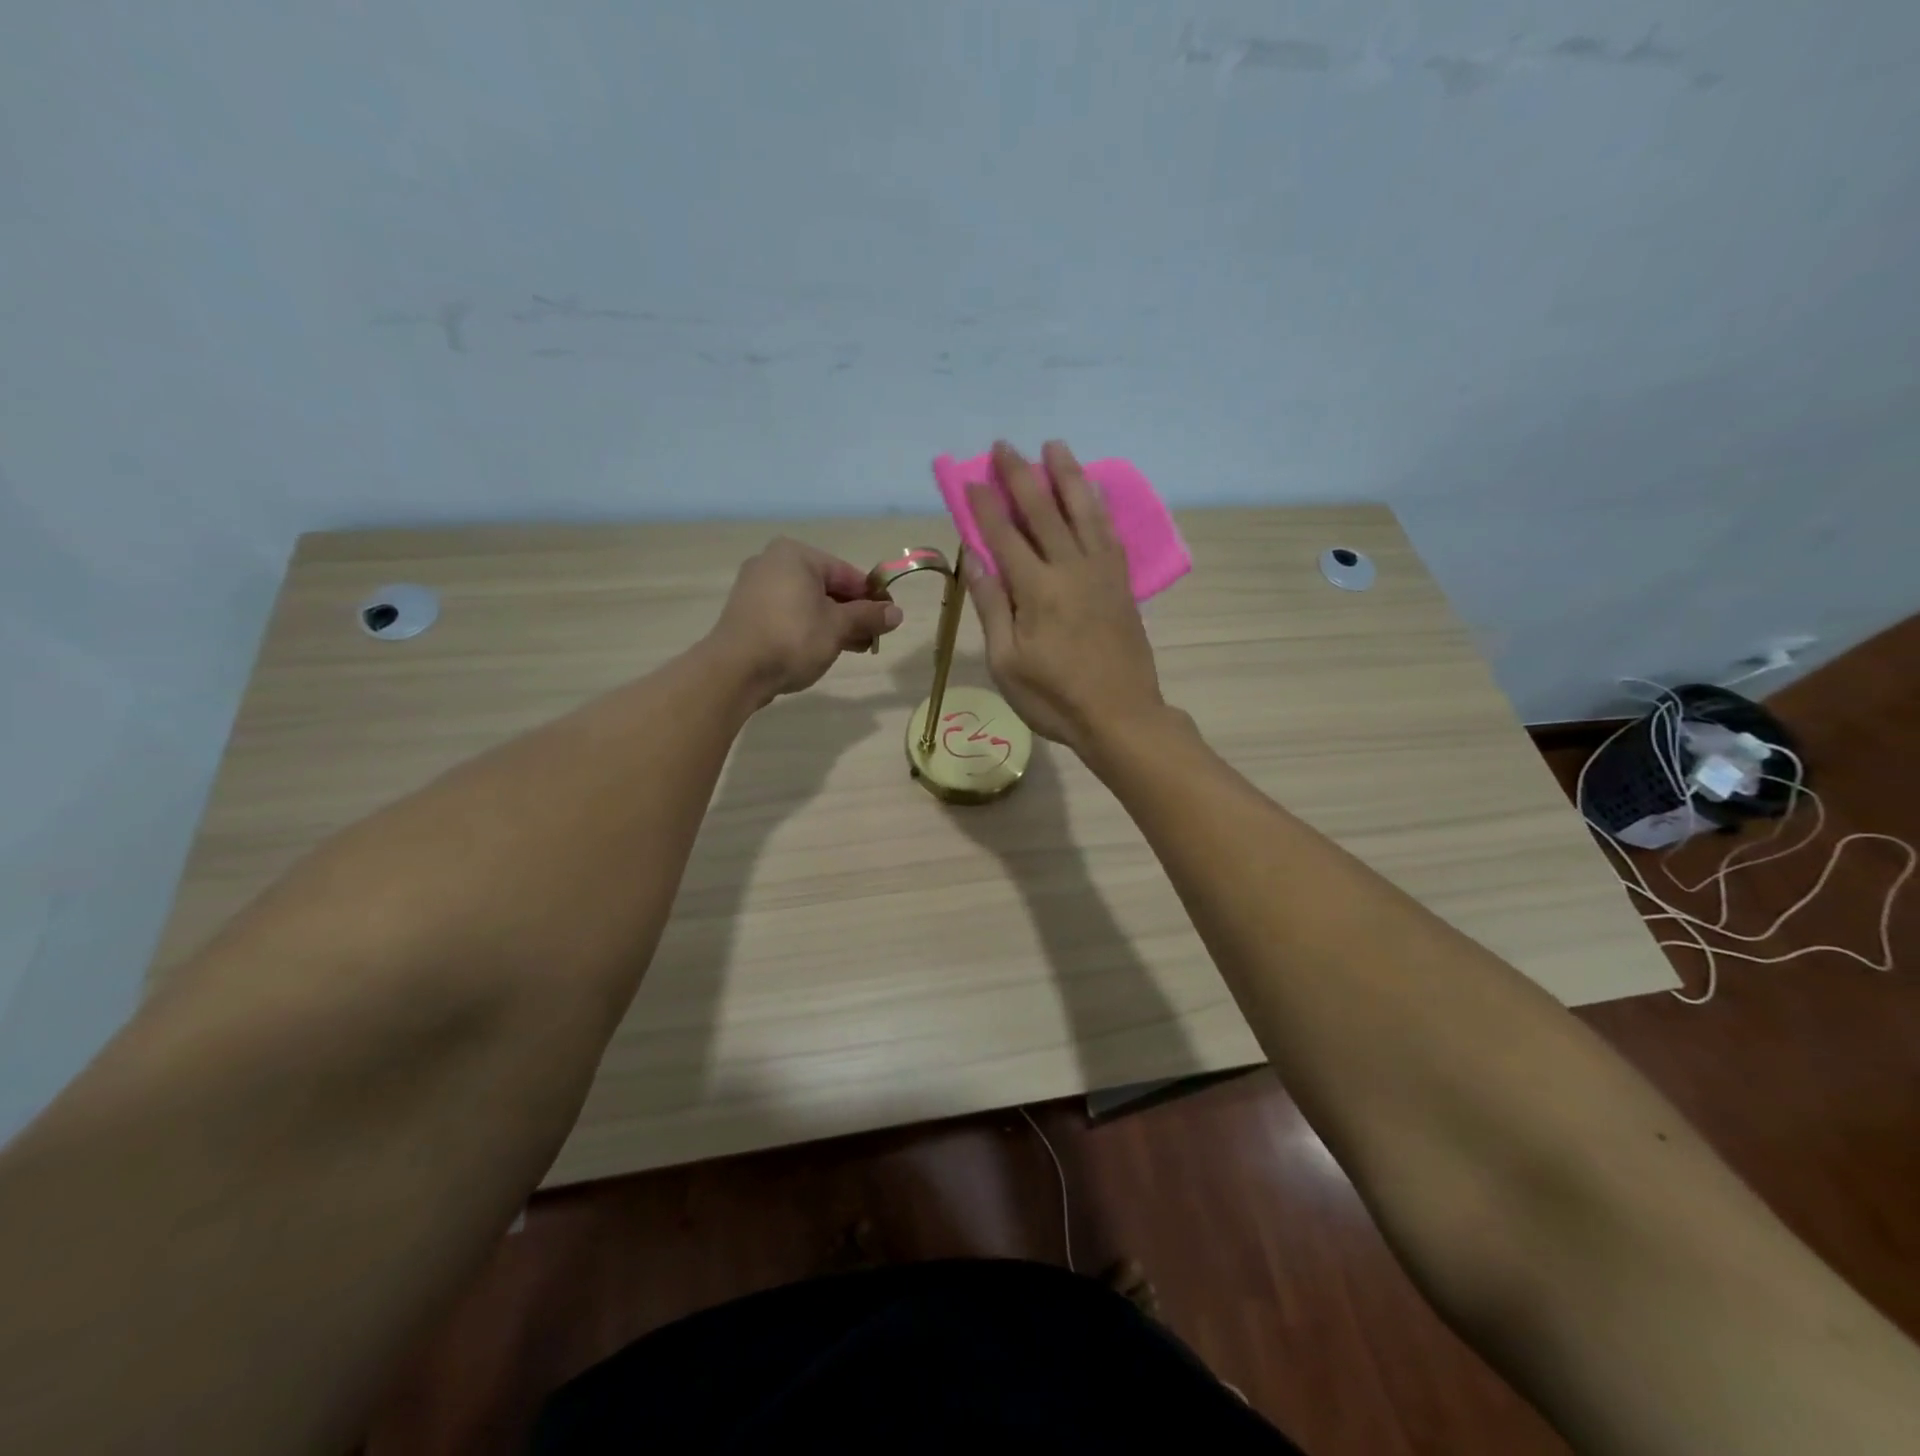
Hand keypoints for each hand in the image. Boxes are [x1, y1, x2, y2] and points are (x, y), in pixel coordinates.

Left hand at [709, 538, 902, 702]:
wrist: (736, 670)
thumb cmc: (793, 638)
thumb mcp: (838, 626)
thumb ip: (868, 616)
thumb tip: (897, 613)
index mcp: (796, 555)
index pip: (847, 573)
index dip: (872, 597)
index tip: (889, 619)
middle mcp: (773, 563)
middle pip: (826, 587)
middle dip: (853, 613)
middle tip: (874, 637)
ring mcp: (756, 588)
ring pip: (808, 603)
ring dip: (834, 624)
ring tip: (855, 648)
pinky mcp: (747, 613)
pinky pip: (789, 614)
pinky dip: (809, 628)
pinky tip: (825, 649)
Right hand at [964, 441, 1164, 754]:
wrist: (1120, 716)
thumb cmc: (1054, 698)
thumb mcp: (1007, 662)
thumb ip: (992, 607)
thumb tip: (975, 559)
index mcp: (1036, 591)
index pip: (1004, 536)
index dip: (985, 506)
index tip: (971, 478)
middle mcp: (1070, 569)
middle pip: (1043, 512)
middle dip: (1020, 476)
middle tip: (1004, 445)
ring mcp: (1101, 573)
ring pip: (1083, 511)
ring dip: (1066, 475)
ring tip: (1055, 446)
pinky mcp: (1121, 583)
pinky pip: (1109, 532)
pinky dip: (1098, 506)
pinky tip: (1093, 492)